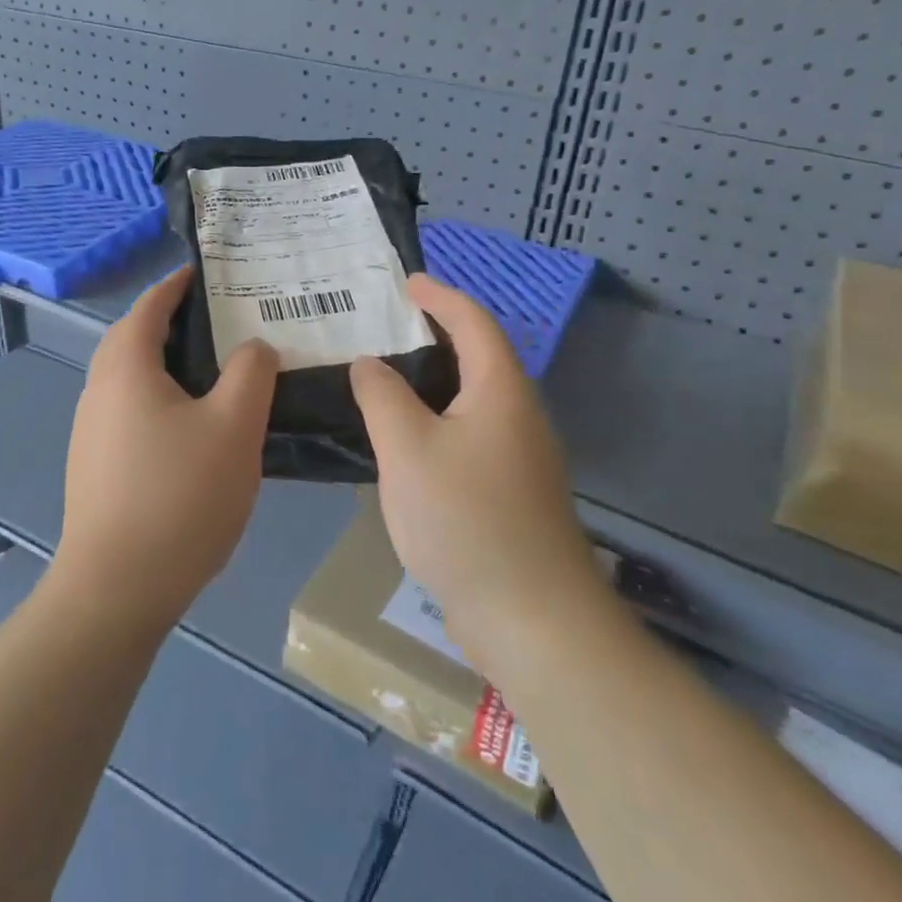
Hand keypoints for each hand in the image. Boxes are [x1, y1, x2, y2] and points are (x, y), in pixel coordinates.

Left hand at [54, 266, 278, 633]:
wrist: (117, 588)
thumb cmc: (179, 497)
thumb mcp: (233, 428)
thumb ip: (251, 374)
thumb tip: (254, 347)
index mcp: (126, 368)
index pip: (150, 306)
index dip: (178, 284)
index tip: (209, 273)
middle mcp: (98, 390)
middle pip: (134, 338)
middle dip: (172, 322)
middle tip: (222, 321)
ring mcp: (91, 430)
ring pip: (131, 377)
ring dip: (166, 363)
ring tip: (215, 370)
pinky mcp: (95, 464)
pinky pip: (129, 409)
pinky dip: (158, 397)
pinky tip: (192, 426)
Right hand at [350, 274, 597, 658]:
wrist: (533, 619)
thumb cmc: (466, 520)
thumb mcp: (407, 449)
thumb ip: (382, 396)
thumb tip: (369, 364)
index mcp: (500, 390)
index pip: (473, 322)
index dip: (440, 296)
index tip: (406, 282)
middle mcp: (519, 414)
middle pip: (478, 356)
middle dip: (434, 334)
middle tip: (384, 326)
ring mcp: (520, 456)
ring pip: (472, 398)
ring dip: (433, 380)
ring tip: (384, 377)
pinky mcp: (512, 491)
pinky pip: (470, 433)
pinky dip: (437, 418)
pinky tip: (405, 440)